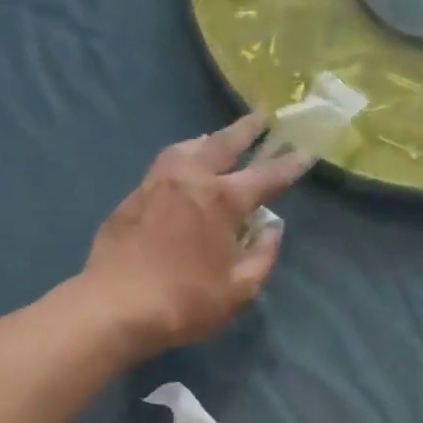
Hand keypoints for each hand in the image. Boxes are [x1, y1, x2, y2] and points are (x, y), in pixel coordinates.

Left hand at [82, 114, 310, 356]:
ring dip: (210, 139)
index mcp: (221, 199)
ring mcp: (156, 183)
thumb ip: (263, 256)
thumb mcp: (239, 291)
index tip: (306, 151)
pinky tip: (183, 169)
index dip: (289, 165)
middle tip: (262, 115)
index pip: (265, 176)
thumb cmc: (186, 303)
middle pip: (223, 144)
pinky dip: (183, 158)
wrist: (116, 307)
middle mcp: (190, 178)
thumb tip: (272, 228)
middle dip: (246, 129)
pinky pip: (164, 165)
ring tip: (219, 139)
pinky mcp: (132, 197)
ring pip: (188, 147)